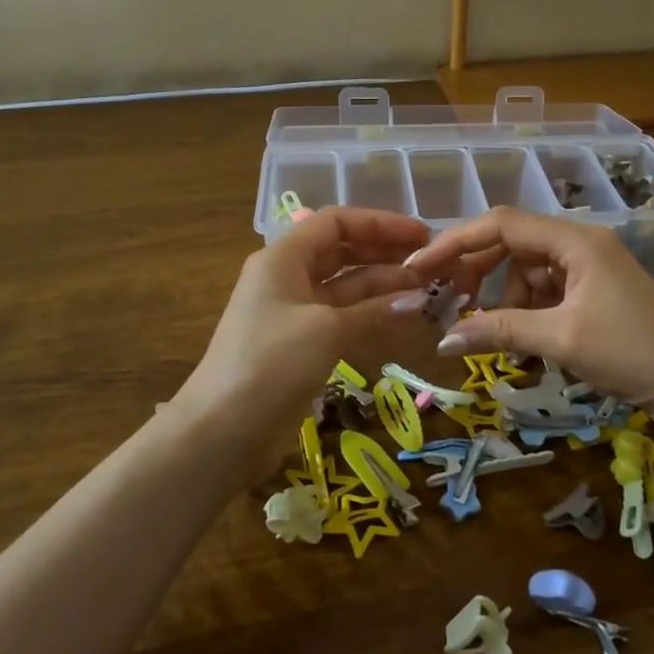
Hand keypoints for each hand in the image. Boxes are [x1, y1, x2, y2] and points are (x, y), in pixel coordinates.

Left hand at [176, 207, 435, 451]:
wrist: (222, 431)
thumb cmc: (270, 363)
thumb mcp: (325, 329)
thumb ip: (373, 310)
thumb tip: (418, 298)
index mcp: (283, 258)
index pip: (336, 222)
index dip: (380, 223)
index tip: (422, 234)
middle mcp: (288, 278)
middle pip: (343, 252)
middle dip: (385, 254)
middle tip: (431, 263)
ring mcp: (295, 313)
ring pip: (346, 287)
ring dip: (383, 286)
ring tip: (427, 290)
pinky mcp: (302, 345)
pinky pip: (343, 318)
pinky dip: (371, 314)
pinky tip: (403, 317)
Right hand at [403, 207, 653, 427]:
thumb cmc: (631, 352)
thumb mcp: (561, 339)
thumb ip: (500, 331)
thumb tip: (443, 340)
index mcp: (575, 240)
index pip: (502, 224)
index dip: (456, 242)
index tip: (420, 267)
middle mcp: (579, 243)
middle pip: (511, 242)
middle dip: (477, 271)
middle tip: (448, 302)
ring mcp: (586, 266)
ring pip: (525, 269)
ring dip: (502, 296)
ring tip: (491, 333)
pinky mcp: (591, 290)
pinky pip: (543, 289)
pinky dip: (524, 309)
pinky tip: (520, 339)